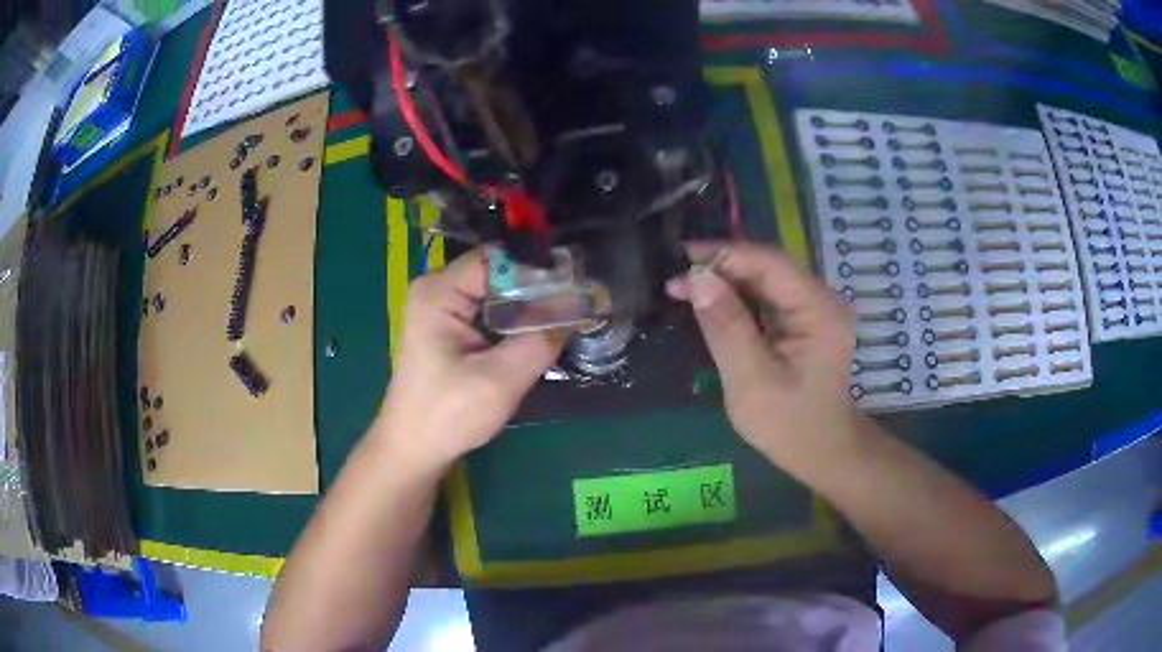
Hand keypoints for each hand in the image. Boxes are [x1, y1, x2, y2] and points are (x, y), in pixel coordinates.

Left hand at [379, 247, 566, 471]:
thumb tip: (578, 308)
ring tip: (566, 317)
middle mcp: (437, 290)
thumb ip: (539, 341)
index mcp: (439, 292)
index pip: (496, 258)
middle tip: (577, 303)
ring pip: (496, 292)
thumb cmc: (448, 415)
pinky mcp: (449, 328)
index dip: (536, 267)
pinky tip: (537, 334)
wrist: (415, 448)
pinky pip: (489, 310)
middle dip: (536, 287)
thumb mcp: (499, 380)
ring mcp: (441, 308)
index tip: (574, 284)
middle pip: (497, 272)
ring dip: (527, 305)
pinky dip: (514, 319)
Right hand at [666, 241, 857, 462]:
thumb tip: (698, 278)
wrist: (821, 451)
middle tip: (675, 281)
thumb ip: (726, 327)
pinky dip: (736, 298)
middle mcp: (822, 298)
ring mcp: (815, 307)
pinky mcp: (804, 318)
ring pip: (764, 278)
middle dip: (721, 268)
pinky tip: (710, 303)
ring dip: (725, 281)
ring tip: (683, 289)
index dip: (724, 255)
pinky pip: (766, 296)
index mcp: (819, 309)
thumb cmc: (788, 425)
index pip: (770, 263)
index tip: (680, 259)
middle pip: (767, 266)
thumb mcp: (751, 381)